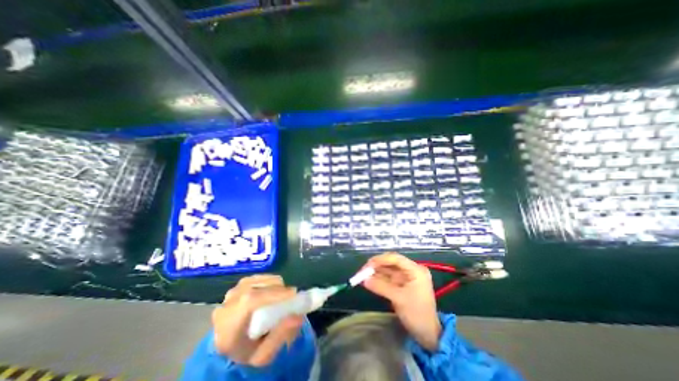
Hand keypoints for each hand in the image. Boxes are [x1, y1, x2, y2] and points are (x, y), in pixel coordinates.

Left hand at [212, 275, 301, 367]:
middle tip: (291, 295)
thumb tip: (298, 317)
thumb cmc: (247, 352)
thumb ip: (279, 337)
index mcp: (228, 328)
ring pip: (256, 280)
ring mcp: (230, 294)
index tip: (293, 294)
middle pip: (254, 288)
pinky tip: (273, 289)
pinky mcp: (235, 287)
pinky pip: (255, 278)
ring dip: (273, 284)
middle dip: (277, 288)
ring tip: (282, 293)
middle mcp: (226, 306)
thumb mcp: (263, 355)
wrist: (230, 346)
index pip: (250, 301)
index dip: (273, 294)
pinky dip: (267, 281)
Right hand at [363, 253, 442, 350]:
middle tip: (363, 271)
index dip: (381, 259)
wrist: (428, 334)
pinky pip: (388, 278)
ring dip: (376, 272)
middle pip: (391, 263)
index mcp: (415, 270)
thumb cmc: (417, 314)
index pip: (396, 258)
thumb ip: (381, 287)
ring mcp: (406, 277)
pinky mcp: (401, 284)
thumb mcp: (399, 299)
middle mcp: (411, 270)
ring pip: (388, 270)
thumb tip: (364, 280)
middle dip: (376, 266)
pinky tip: (369, 280)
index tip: (368, 265)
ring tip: (362, 276)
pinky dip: (378, 279)